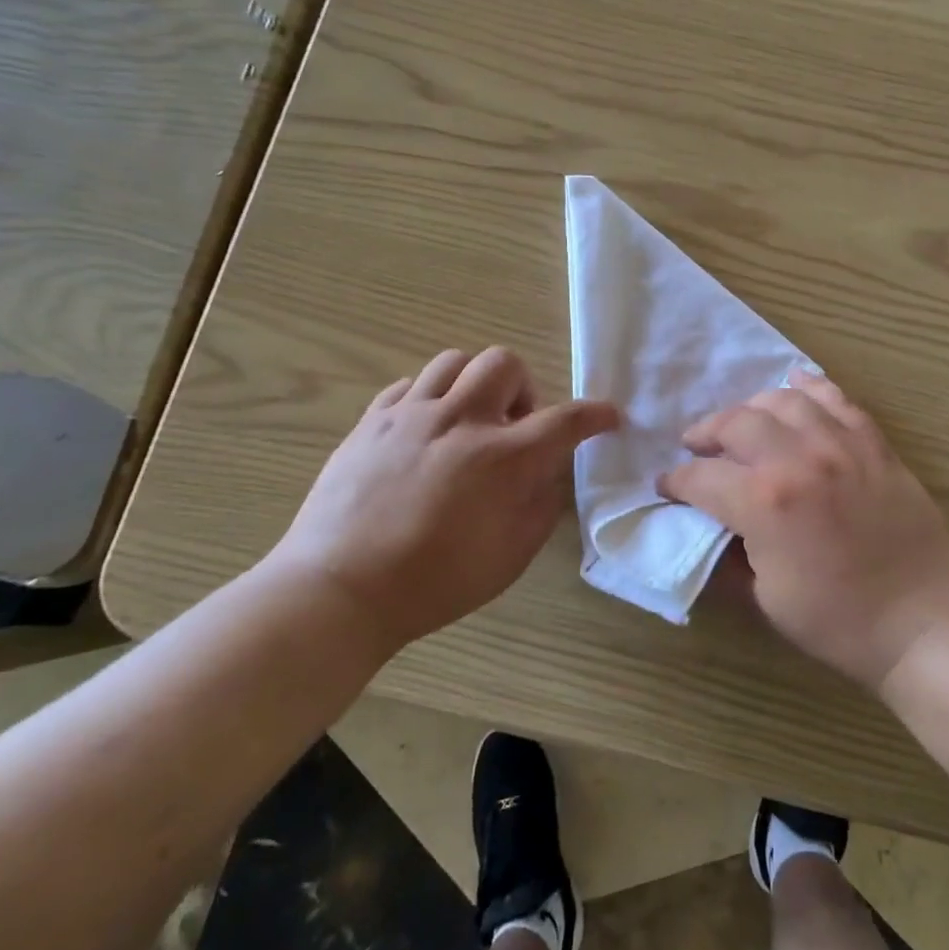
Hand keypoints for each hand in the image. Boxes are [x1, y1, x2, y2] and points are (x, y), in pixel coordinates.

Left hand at [269, 347, 618, 651]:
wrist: (340, 589)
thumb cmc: (436, 582)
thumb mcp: (512, 555)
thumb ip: (542, 503)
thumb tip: (550, 470)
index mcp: (504, 458)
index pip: (566, 419)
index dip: (595, 414)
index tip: (608, 417)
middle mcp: (461, 421)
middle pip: (505, 364)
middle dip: (524, 389)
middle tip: (515, 428)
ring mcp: (411, 415)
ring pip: (455, 361)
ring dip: (476, 384)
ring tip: (470, 421)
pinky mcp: (372, 421)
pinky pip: (410, 384)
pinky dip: (431, 397)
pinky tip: (427, 430)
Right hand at [658, 371, 948, 689]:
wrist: (924, 620)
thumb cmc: (839, 622)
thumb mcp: (766, 599)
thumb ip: (729, 556)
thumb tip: (708, 530)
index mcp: (764, 503)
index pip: (702, 477)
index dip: (676, 481)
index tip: (667, 486)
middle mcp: (798, 459)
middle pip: (735, 423)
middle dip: (706, 433)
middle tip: (696, 447)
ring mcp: (841, 445)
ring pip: (782, 401)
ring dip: (751, 408)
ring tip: (742, 424)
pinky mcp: (874, 443)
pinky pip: (837, 399)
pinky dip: (810, 388)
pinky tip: (794, 386)